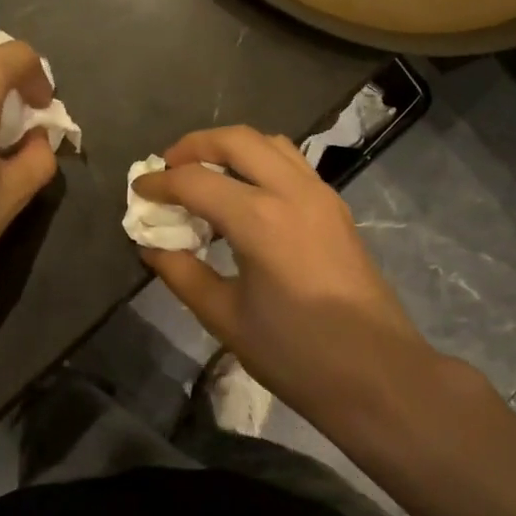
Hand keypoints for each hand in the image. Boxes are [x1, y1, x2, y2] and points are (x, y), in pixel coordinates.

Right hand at [135, 126, 443, 428]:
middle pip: (236, 140)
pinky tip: (244, 197)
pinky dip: (259, 163)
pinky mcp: (336, 208)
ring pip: (270, 143)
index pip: (195, 181)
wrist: (378, 374)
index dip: (160, 183)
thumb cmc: (296, 354)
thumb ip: (182, 274)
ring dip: (231, 149)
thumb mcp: (226, 318)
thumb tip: (152, 248)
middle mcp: (292, 192)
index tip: (138, 191)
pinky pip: (291, 164)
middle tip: (168, 168)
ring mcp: (321, 195)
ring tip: (205, 176)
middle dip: (194, 146)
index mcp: (260, 219)